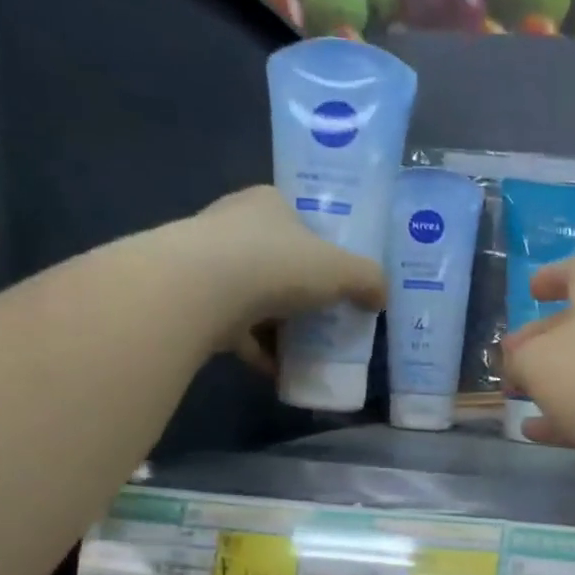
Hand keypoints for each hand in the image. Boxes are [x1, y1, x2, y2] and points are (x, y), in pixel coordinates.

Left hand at [157, 185, 386, 371]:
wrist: (200, 291)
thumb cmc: (277, 264)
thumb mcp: (341, 269)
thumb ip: (368, 280)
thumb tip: (381, 298)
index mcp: (267, 203)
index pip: (297, 217)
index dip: (320, 244)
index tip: (337, 273)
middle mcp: (232, 225)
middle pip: (275, 258)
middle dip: (299, 288)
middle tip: (327, 315)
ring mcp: (207, 264)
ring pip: (253, 295)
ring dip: (278, 323)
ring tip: (307, 348)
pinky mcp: (193, 302)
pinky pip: (235, 329)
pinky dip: (258, 350)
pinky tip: (281, 371)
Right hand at [502, 259, 574, 487]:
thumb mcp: (537, 360)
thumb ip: (519, 358)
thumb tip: (519, 363)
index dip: (554, 276)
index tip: (531, 290)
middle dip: (541, 340)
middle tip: (509, 359)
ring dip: (549, 382)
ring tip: (513, 394)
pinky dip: (560, 419)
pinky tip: (530, 431)